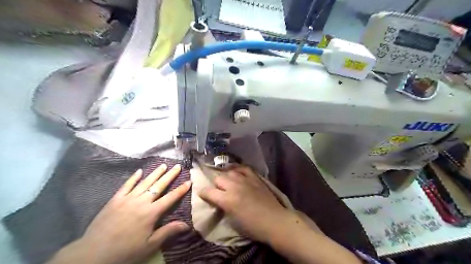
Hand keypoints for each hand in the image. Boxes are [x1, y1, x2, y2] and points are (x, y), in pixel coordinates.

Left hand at [50, 164, 190, 262]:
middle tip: (178, 166)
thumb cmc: (125, 250)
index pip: (170, 198)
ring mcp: (127, 199)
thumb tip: (187, 225)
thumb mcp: (149, 245)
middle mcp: (141, 202)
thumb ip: (168, 232)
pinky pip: (126, 185)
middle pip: (159, 186)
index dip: (181, 190)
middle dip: (170, 175)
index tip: (189, 181)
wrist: (93, 253)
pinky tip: (139, 171)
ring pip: (145, 182)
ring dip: (155, 173)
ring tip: (163, 165)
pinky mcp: (115, 200)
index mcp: (151, 213)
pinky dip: (133, 178)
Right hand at [198, 167, 293, 243]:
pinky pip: (243, 168)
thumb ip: (223, 207)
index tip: (203, 194)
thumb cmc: (252, 226)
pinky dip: (238, 169)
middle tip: (219, 191)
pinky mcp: (255, 177)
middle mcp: (234, 187)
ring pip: (229, 172)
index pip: (208, 192)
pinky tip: (236, 172)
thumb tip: (219, 201)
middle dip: (216, 185)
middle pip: (218, 179)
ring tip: (228, 182)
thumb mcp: (232, 221)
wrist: (274, 221)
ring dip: (226, 177)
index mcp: (227, 200)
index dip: (203, 193)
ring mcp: (245, 180)